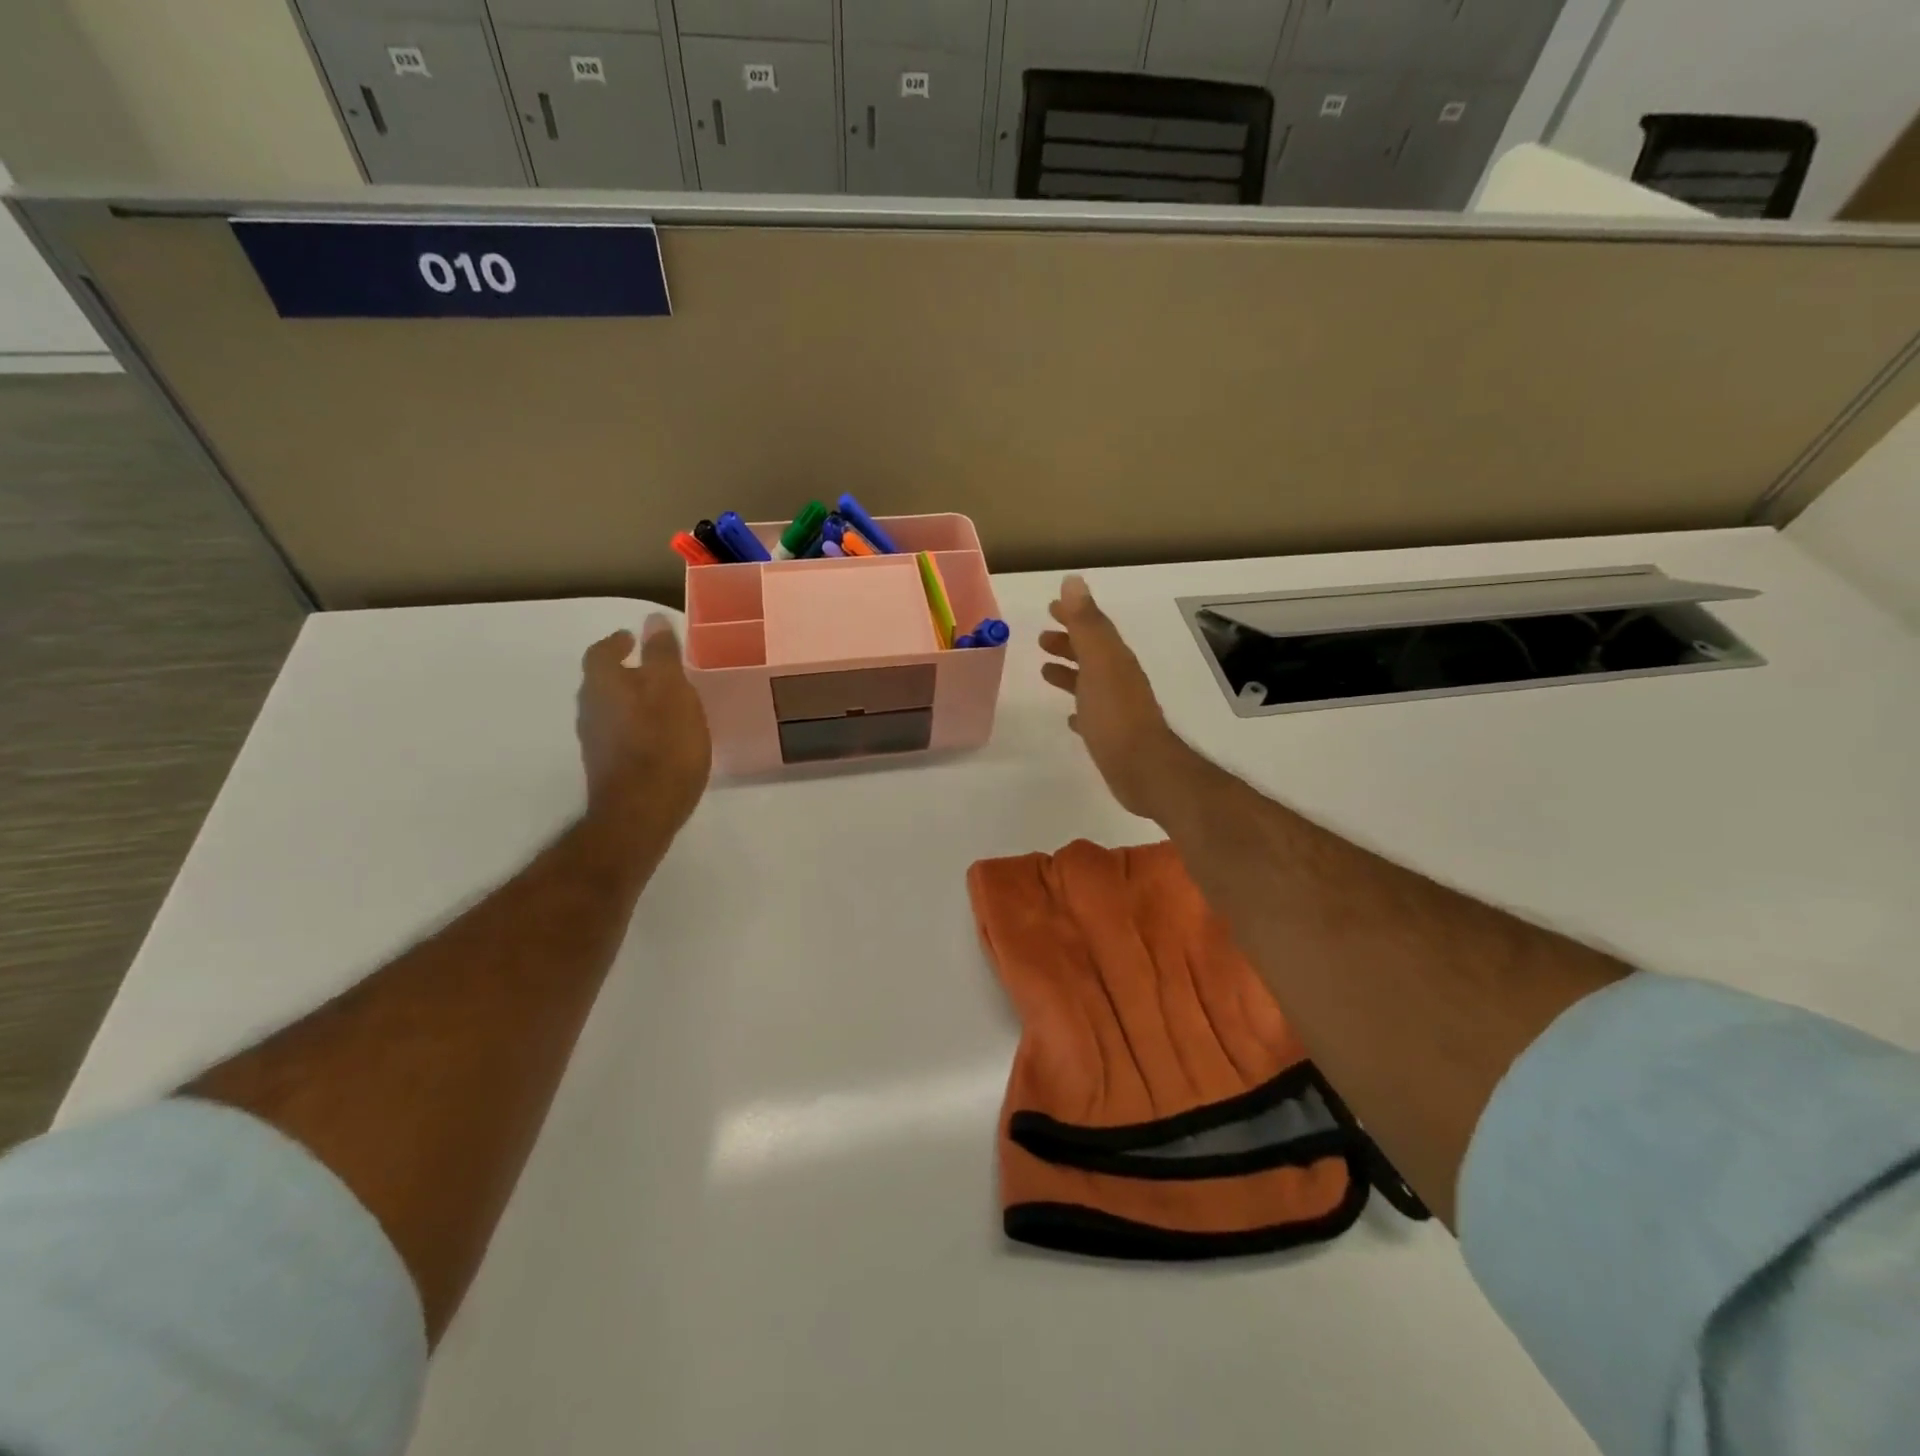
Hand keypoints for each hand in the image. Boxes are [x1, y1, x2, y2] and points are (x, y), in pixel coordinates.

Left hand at [578, 616, 711, 832]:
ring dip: (628, 701)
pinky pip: (617, 735)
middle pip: (601, 682)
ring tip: (659, 702)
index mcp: (603, 685)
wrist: (641, 813)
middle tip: (650, 669)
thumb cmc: (663, 745)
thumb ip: (662, 656)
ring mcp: (595, 743)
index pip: (601, 652)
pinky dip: (633, 727)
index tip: (631, 638)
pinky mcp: (606, 769)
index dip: (616, 643)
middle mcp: (590, 710)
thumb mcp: (673, 692)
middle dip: (623, 672)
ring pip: (608, 710)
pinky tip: (656, 737)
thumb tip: (652, 620)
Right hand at [1039, 575, 1190, 820]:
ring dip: (1070, 673)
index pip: (1093, 628)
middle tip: (1041, 638)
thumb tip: (1073, 581)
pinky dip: (1080, 709)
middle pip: (1092, 654)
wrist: (1143, 768)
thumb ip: (1086, 623)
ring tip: (1044, 671)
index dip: (1073, 616)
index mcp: (1115, 659)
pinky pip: (1093, 714)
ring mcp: (1117, 709)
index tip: (1050, 608)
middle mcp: (1119, 679)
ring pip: (1091, 682)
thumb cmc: (1116, 714)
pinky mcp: (1113, 736)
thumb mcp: (1099, 662)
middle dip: (1069, 643)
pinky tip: (1071, 718)